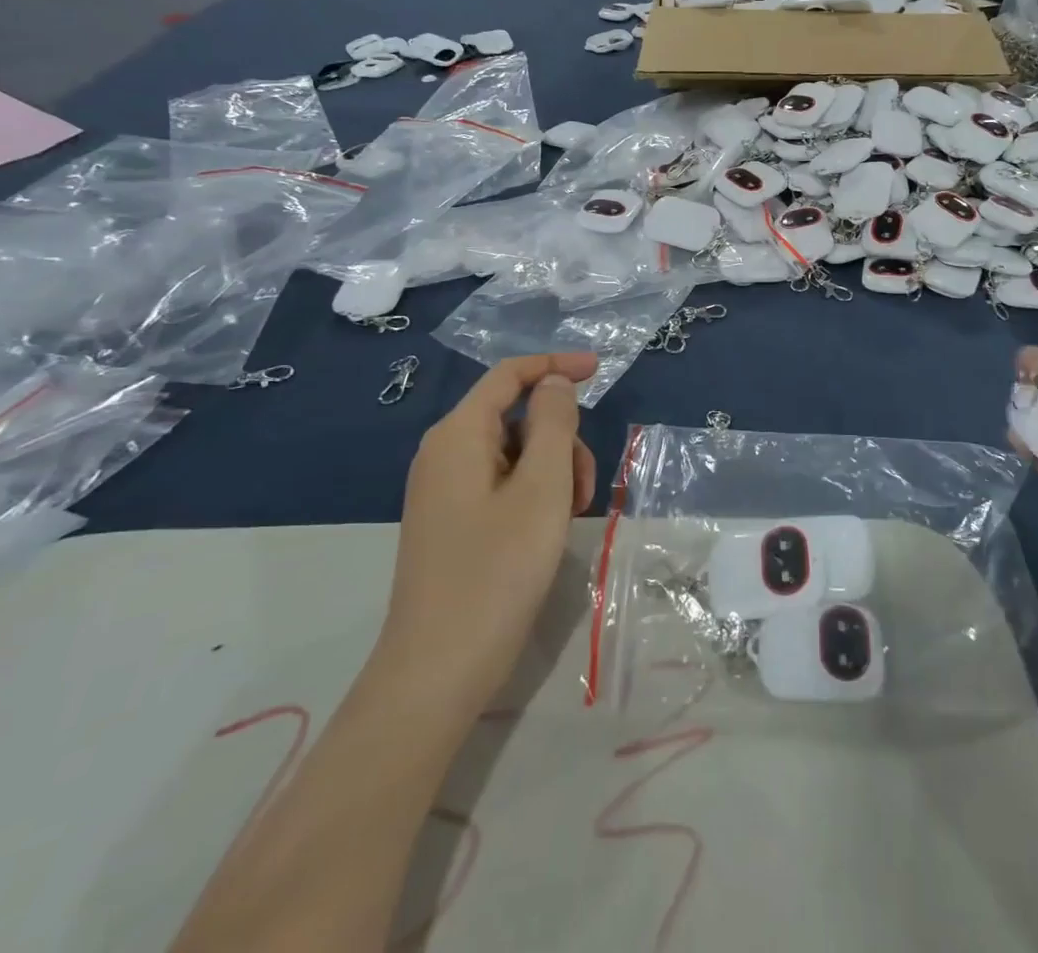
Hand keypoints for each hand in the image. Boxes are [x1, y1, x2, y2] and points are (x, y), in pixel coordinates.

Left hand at [379, 352, 599, 706]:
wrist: (437, 672)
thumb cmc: (497, 571)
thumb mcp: (542, 488)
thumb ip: (554, 423)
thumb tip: (553, 383)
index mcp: (458, 435)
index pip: (509, 375)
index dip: (555, 365)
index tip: (599, 370)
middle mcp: (444, 454)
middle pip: (516, 416)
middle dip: (561, 437)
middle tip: (585, 486)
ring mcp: (444, 490)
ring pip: (514, 453)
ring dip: (553, 470)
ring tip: (572, 516)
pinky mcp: (451, 522)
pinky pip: (501, 484)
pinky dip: (534, 493)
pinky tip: (549, 530)